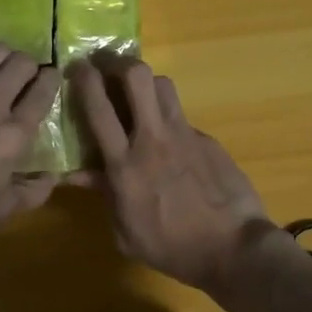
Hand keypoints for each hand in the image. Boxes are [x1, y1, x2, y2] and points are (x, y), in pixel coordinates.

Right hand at [69, 57, 273, 292]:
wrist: (233, 249)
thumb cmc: (172, 248)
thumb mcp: (125, 233)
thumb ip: (104, 195)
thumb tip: (78, 174)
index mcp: (125, 165)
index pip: (99, 109)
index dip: (85, 80)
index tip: (77, 67)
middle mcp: (153, 139)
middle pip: (137, 77)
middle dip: (118, 63)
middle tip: (107, 66)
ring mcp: (185, 135)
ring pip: (163, 86)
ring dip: (145, 83)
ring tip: (137, 94)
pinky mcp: (208, 140)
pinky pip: (182, 117)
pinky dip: (168, 120)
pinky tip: (171, 142)